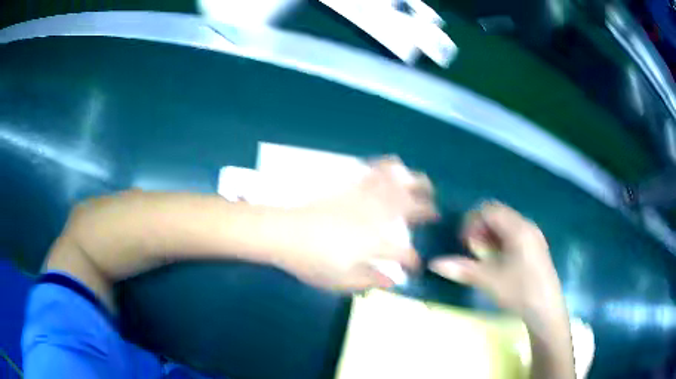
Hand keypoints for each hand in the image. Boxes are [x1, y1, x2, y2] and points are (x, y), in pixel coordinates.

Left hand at [282, 157, 437, 290]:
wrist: (282, 231)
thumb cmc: (310, 261)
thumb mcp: (340, 280)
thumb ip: (370, 280)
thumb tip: (393, 281)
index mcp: (377, 242)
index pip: (406, 253)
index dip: (414, 261)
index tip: (415, 267)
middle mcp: (379, 215)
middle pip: (415, 208)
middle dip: (429, 211)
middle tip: (434, 215)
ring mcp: (366, 194)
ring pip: (402, 182)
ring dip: (419, 183)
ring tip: (425, 186)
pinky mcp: (352, 182)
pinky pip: (377, 167)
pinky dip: (391, 166)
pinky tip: (395, 167)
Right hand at [429, 201, 563, 319]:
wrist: (546, 310)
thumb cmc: (520, 291)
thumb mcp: (490, 280)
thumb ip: (463, 269)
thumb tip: (435, 263)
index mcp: (518, 228)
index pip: (489, 210)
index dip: (472, 222)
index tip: (464, 243)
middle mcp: (527, 226)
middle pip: (498, 215)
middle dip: (480, 228)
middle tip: (472, 250)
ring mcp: (533, 236)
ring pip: (506, 225)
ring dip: (490, 235)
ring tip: (483, 257)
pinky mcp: (536, 247)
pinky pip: (514, 234)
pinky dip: (501, 241)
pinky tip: (497, 260)